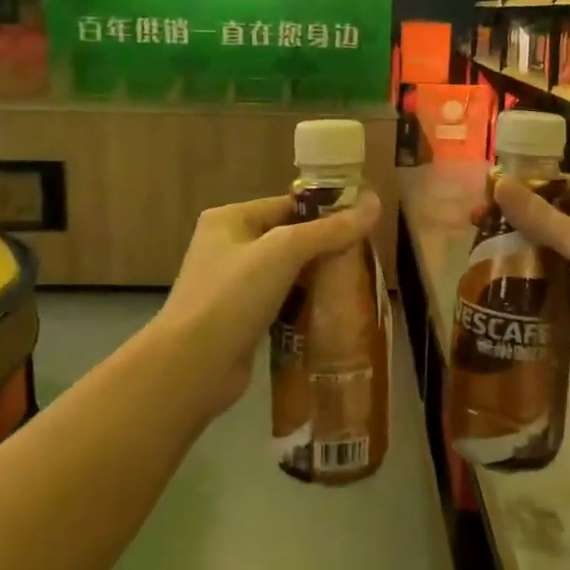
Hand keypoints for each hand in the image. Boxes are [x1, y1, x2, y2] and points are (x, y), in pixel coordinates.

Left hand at [158, 192, 382, 420]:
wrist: (193, 366)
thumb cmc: (234, 296)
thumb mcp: (284, 251)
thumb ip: (330, 229)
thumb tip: (375, 202)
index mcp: (230, 219)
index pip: (288, 205)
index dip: (326, 212)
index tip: (365, 223)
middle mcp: (228, 246)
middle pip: (288, 238)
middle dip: (325, 247)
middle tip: (365, 257)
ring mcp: (232, 285)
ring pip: (286, 272)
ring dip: (317, 278)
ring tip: (356, 283)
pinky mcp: (241, 319)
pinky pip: (281, 301)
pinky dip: (303, 304)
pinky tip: (332, 312)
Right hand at [489, 176, 569, 384]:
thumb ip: (542, 217)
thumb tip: (497, 182)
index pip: (559, 185)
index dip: (521, 192)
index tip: (483, 203)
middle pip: (556, 218)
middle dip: (519, 225)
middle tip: (475, 234)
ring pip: (560, 253)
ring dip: (529, 257)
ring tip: (483, 262)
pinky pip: (567, 286)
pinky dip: (543, 288)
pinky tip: (510, 294)